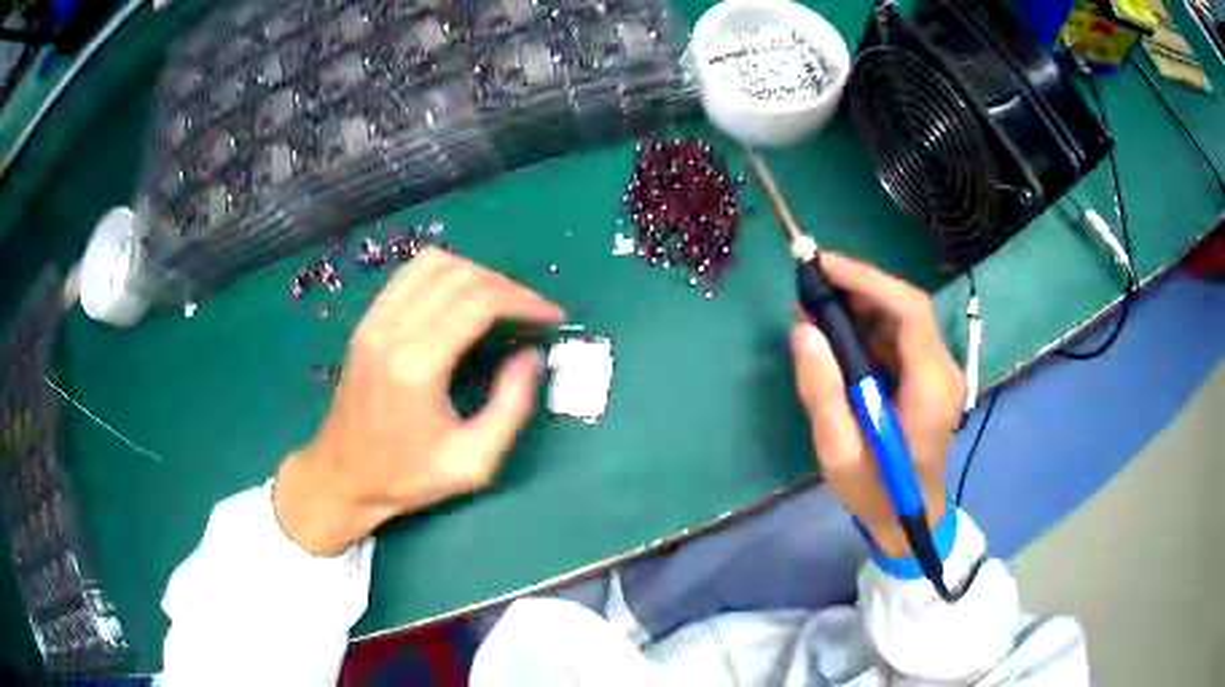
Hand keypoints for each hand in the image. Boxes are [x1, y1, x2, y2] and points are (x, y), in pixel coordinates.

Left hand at [274, 248, 564, 555]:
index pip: (479, 302)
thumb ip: (511, 407)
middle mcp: (392, 331)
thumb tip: (530, 355)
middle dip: (508, 287)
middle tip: (533, 313)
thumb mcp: (474, 461)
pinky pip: (411, 274)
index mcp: (417, 365)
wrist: (343, 476)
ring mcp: (374, 321)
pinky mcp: (367, 321)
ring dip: (478, 275)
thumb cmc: (408, 477)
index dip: (524, 301)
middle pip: (461, 276)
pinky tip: (463, 297)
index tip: (552, 316)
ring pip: (435, 264)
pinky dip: (447, 273)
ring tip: (502, 303)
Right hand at [790, 253, 963, 557]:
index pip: (909, 311)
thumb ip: (822, 392)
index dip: (867, 280)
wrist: (910, 521)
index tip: (822, 265)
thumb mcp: (839, 452)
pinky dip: (865, 328)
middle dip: (857, 289)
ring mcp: (938, 373)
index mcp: (930, 387)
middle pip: (905, 308)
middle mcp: (941, 370)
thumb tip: (803, 331)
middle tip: (808, 286)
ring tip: (813, 308)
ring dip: (858, 306)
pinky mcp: (927, 379)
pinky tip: (834, 335)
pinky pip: (897, 339)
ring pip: (900, 319)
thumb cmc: (876, 493)